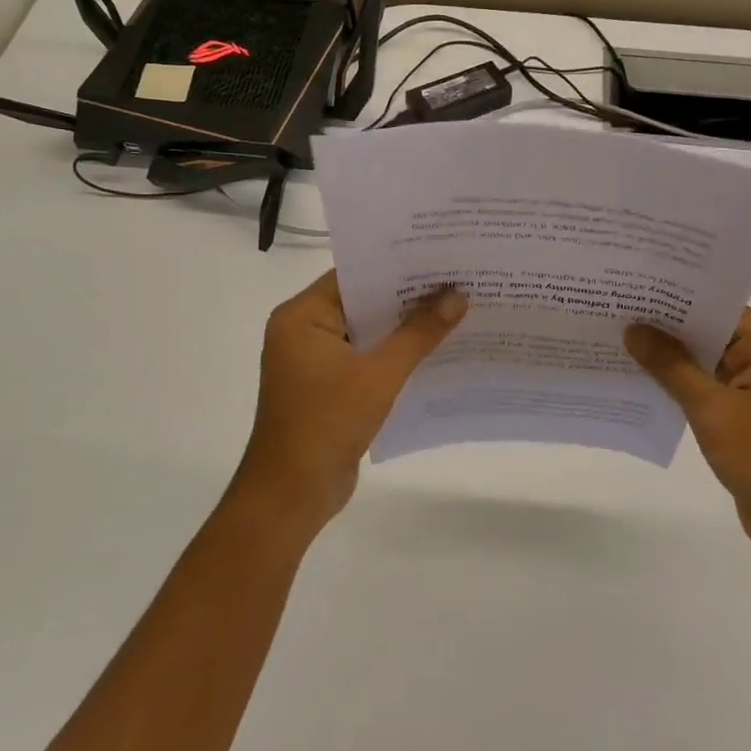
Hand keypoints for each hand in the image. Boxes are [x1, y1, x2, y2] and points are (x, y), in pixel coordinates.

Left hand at [235, 270, 466, 535]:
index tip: (438, 256)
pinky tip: (435, 351)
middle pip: (362, 302)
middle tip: (456, 279)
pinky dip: (394, 355)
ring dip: (404, 328)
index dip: (396, 266)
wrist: (292, 494)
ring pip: (367, 332)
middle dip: (407, 297)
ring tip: (455, 309)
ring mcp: (314, 361)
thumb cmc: (326, 423)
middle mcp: (303, 331)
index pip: (353, 275)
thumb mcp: (378, 374)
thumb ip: (418, 333)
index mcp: (301, 316)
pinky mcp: (328, 387)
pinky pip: (366, 359)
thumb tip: (458, 296)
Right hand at [625, 309, 750, 570]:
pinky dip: (684, 388)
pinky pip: (713, 391)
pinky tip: (643, 383)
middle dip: (668, 330)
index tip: (631, 293)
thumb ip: (672, 366)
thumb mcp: (715, 410)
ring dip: (672, 361)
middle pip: (714, 334)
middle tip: (616, 314)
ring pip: (710, 364)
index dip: (675, 301)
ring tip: (619, 344)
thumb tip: (633, 329)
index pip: (720, 309)